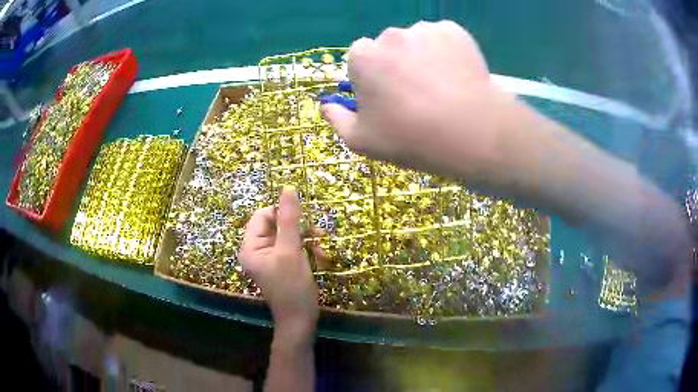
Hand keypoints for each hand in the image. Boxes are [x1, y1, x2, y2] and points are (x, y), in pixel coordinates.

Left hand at [239, 186, 319, 342]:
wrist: (301, 320)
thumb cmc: (292, 287)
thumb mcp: (291, 250)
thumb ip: (290, 219)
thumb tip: (288, 188)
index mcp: (250, 246)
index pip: (262, 215)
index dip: (282, 213)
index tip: (303, 220)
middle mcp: (256, 250)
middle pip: (277, 224)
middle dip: (299, 229)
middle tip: (317, 236)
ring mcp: (269, 258)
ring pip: (288, 235)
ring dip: (306, 240)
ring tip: (321, 251)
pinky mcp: (282, 264)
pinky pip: (293, 247)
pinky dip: (306, 249)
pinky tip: (319, 258)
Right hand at [322, 20, 508, 181]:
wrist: (469, 132)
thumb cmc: (409, 137)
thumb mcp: (361, 141)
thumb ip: (336, 119)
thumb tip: (326, 104)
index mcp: (362, 55)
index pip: (361, 60)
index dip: (373, 80)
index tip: (388, 99)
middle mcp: (389, 34)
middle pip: (389, 48)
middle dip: (396, 65)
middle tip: (417, 95)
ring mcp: (424, 29)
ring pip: (417, 41)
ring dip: (422, 56)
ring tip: (441, 86)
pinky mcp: (454, 31)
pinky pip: (443, 39)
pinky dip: (447, 52)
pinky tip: (456, 76)